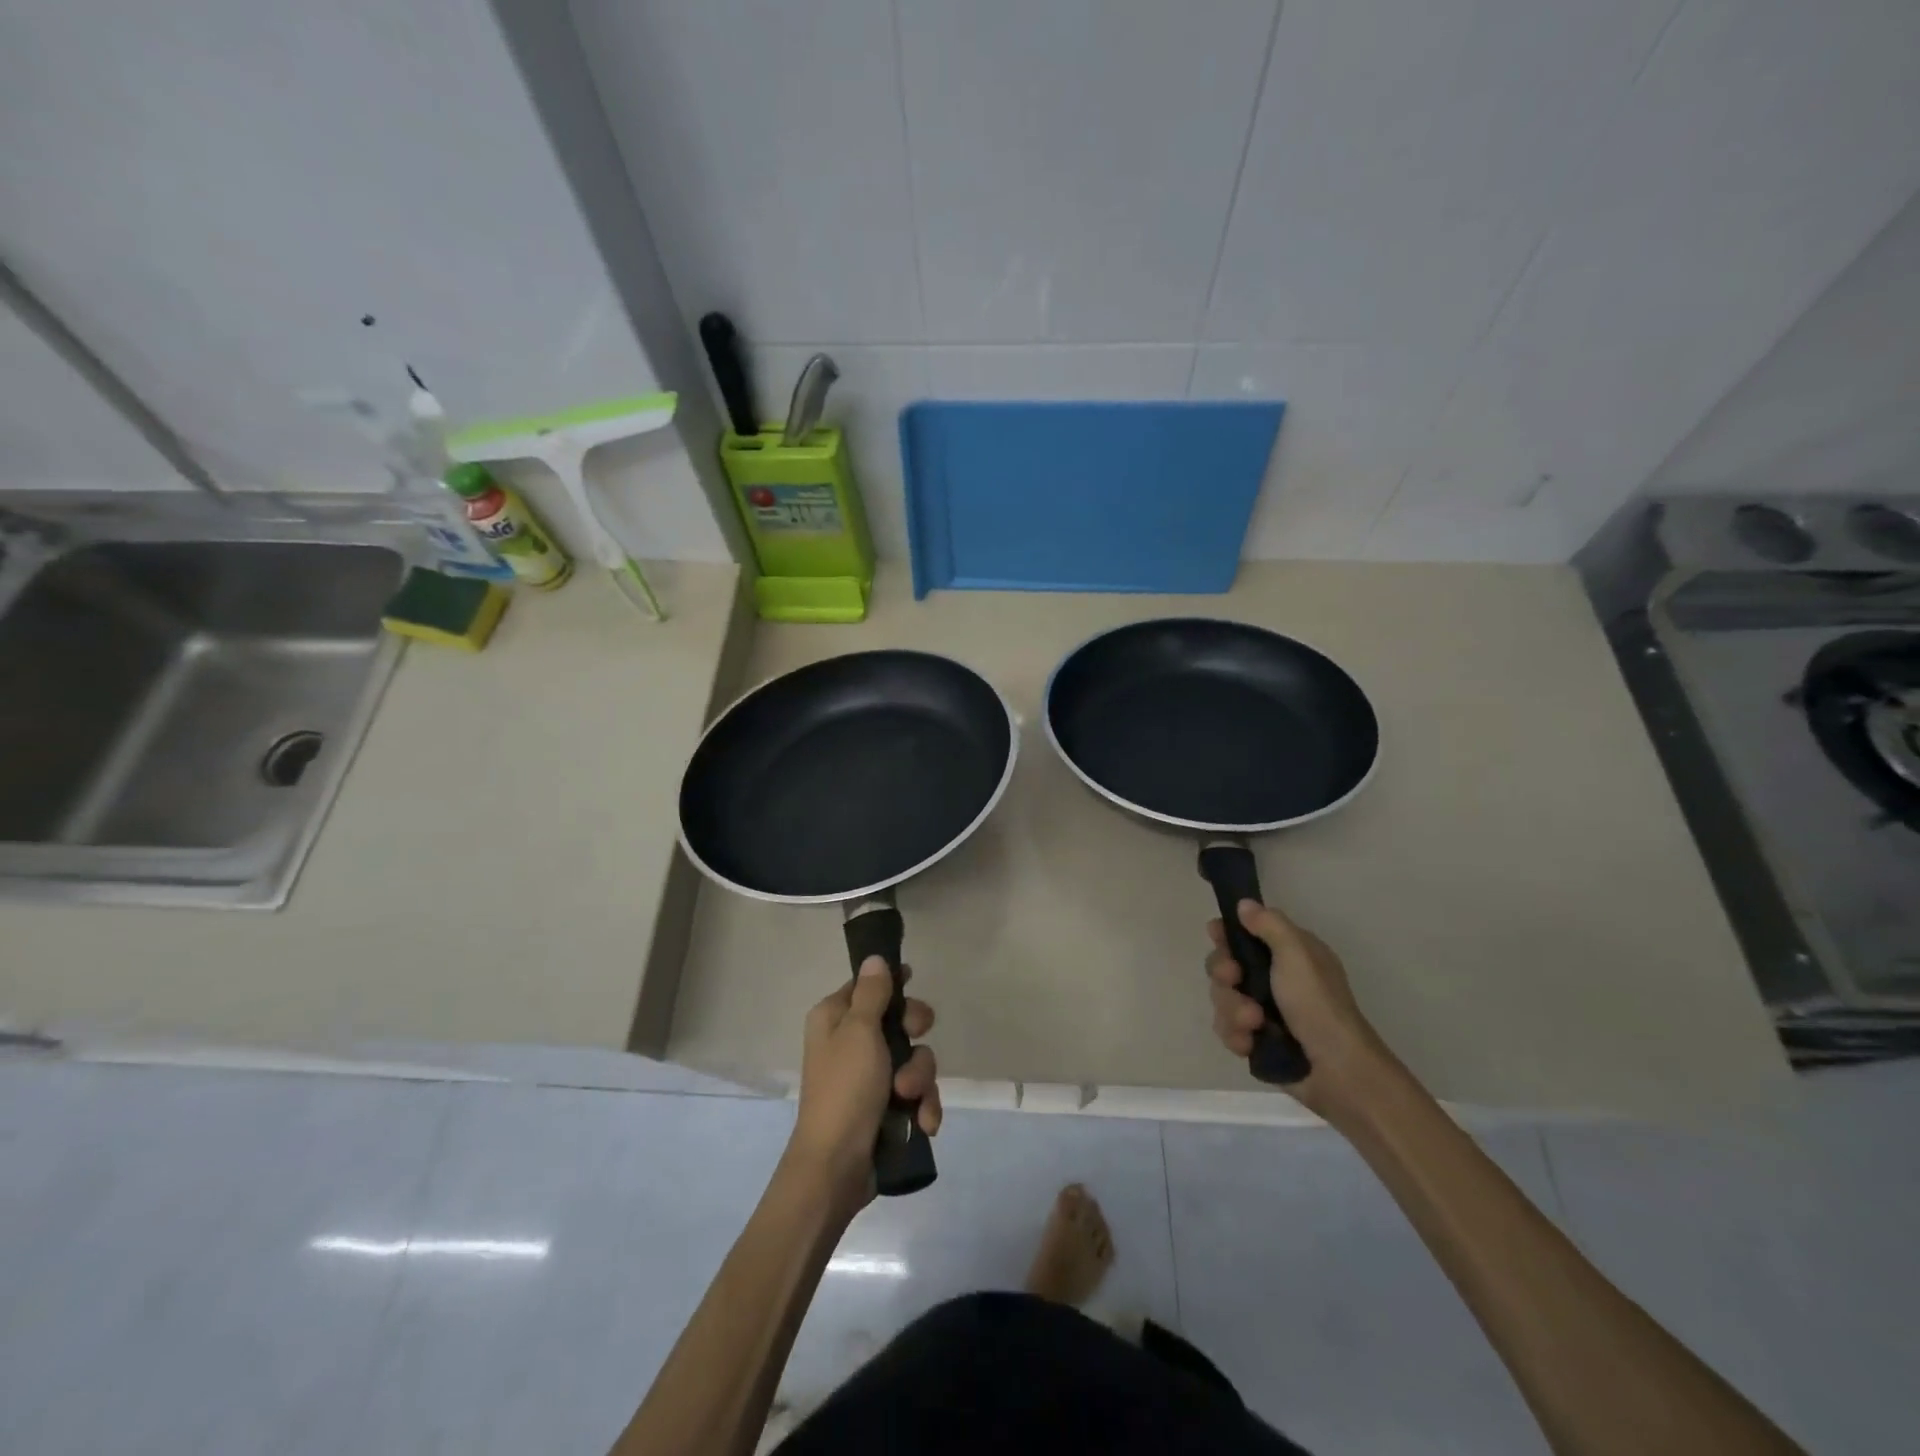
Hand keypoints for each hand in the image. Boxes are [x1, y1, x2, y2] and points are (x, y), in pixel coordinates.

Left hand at [785, 957, 940, 1211]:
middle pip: (899, 1021)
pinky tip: (923, 1122)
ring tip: (909, 1100)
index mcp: (835, 1019)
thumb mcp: (859, 1032)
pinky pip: (917, 1094)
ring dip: (919, 1079)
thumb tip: (874, 957)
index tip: (913, 982)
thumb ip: (872, 993)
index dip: (892, 984)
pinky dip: (922, 1106)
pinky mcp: (886, 1109)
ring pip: (914, 1059)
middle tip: (914, 1038)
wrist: (836, 1168)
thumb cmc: (845, 1089)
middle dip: (914, 1037)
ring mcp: (870, 1078)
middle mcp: (851, 1043)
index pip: (867, 986)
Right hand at [1207, 899, 1397, 1124]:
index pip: (1245, 933)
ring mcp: (1263, 1011)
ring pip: (1222, 998)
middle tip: (1235, 980)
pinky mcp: (1256, 1040)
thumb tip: (1244, 904)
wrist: (1337, 1071)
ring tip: (1255, 1023)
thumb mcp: (1297, 954)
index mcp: (1288, 954)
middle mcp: (1273, 979)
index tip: (1216, 935)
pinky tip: (1249, 1043)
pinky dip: (1236, 1035)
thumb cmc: (1318, 1005)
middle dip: (1224, 974)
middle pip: (1224, 965)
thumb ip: (1269, 925)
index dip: (1226, 934)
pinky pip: (1227, 1029)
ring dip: (1233, 1009)